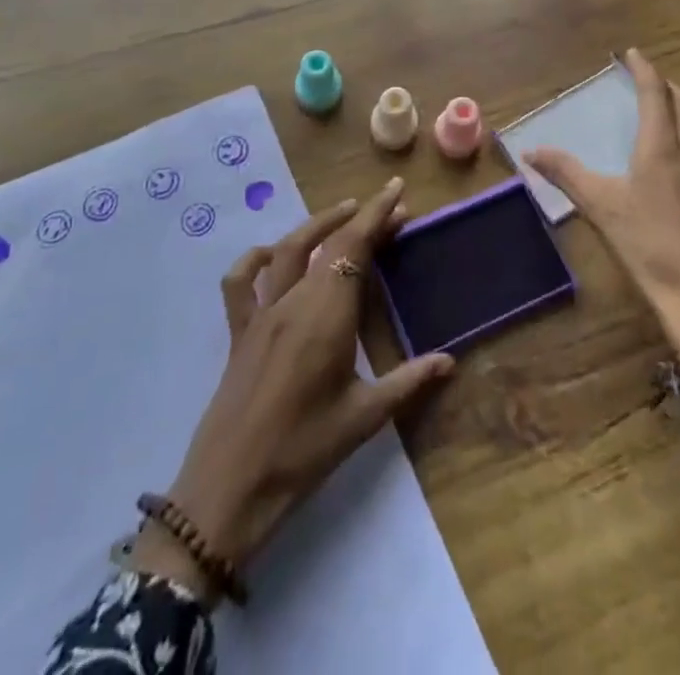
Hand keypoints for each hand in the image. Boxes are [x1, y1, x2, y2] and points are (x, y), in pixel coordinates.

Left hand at [131, 178, 453, 603]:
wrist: (229, 489)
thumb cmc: (303, 453)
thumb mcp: (363, 418)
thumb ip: (408, 382)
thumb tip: (450, 361)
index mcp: (327, 315)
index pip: (354, 247)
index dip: (377, 215)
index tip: (397, 191)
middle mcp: (293, 301)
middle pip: (328, 243)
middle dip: (361, 219)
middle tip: (391, 211)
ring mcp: (261, 313)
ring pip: (289, 250)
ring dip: (318, 224)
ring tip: (345, 214)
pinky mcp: (238, 331)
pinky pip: (240, 283)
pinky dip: (257, 259)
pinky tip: (273, 255)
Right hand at [525, 49, 679, 365]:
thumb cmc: (648, 246)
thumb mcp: (600, 207)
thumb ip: (566, 173)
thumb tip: (530, 150)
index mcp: (662, 147)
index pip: (656, 94)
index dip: (644, 69)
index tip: (633, 53)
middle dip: (669, 85)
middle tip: (649, 81)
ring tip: (674, 108)